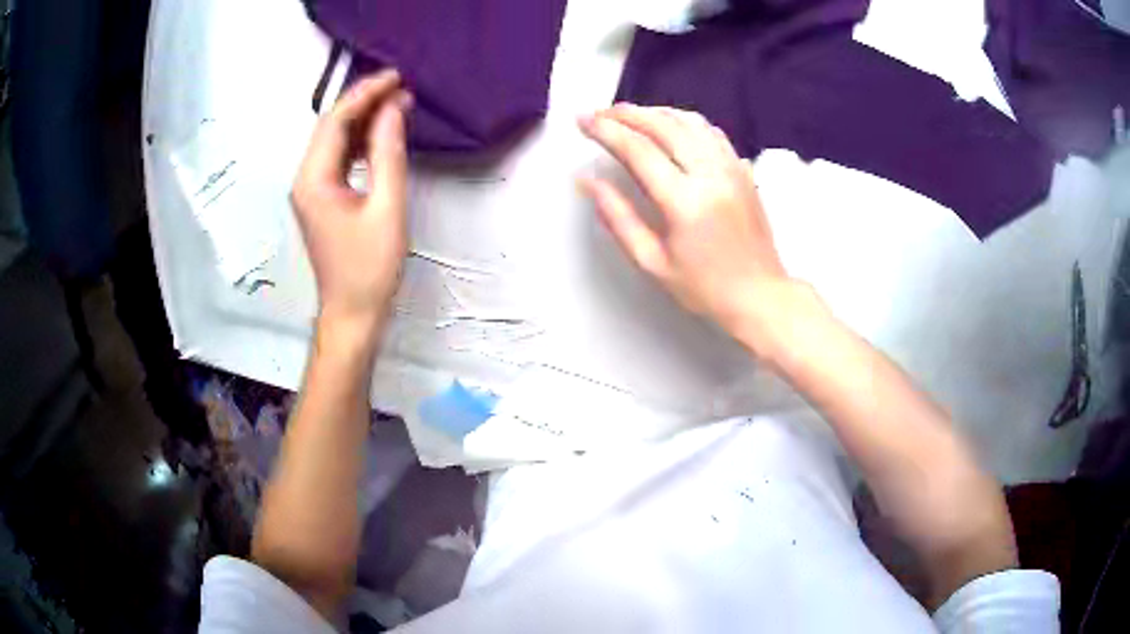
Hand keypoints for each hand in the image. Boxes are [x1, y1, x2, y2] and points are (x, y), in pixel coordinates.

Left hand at [291, 70, 412, 337]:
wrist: (353, 312)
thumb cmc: (370, 268)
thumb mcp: (387, 207)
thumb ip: (389, 154)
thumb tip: (392, 110)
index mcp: (313, 180)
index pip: (335, 121)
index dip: (365, 94)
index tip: (396, 78)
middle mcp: (305, 179)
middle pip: (331, 126)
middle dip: (364, 101)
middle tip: (401, 86)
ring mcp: (311, 189)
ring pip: (335, 140)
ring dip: (364, 120)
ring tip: (398, 104)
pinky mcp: (321, 198)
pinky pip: (339, 158)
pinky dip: (360, 141)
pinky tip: (383, 134)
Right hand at [579, 104, 797, 354]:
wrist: (761, 295)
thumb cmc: (704, 288)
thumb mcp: (652, 263)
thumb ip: (618, 218)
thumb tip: (587, 182)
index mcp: (685, 201)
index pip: (639, 150)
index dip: (606, 131)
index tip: (583, 120)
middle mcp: (710, 174)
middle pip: (664, 125)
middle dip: (627, 113)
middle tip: (600, 112)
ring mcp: (731, 167)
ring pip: (690, 121)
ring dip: (655, 111)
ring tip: (629, 115)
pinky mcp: (743, 169)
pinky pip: (711, 132)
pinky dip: (684, 120)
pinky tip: (669, 124)